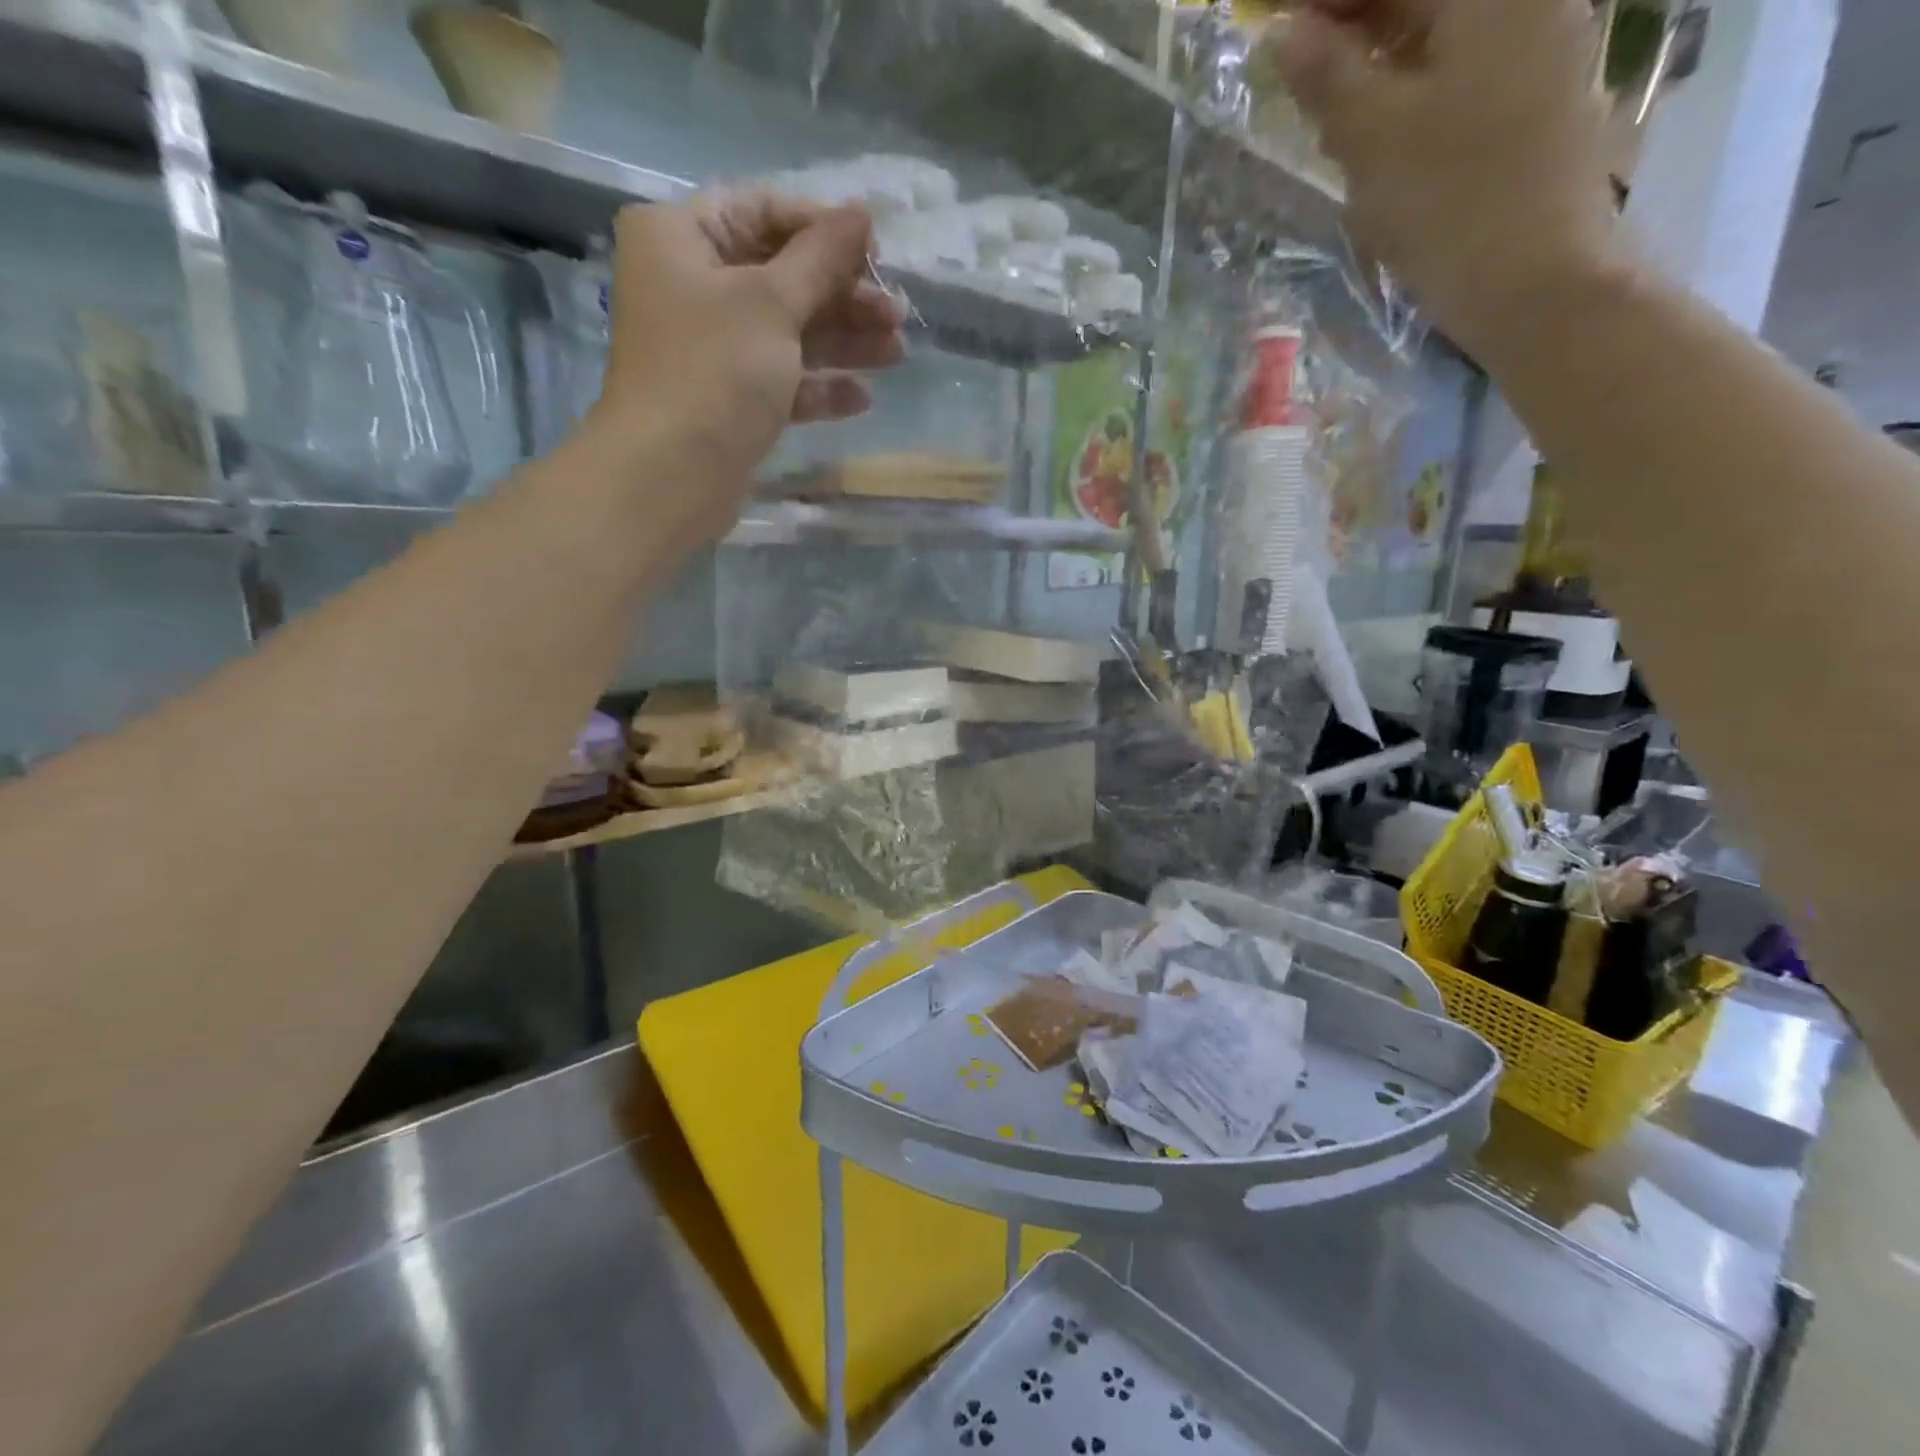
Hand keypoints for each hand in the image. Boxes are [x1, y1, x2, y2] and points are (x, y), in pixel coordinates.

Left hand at [588, 191, 906, 545]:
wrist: (673, 475)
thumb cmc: (715, 371)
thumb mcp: (773, 303)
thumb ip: (822, 257)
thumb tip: (863, 212)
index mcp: (681, 238)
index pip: (763, 212)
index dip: (823, 229)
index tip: (877, 255)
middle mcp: (691, 286)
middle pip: (782, 276)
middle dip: (843, 296)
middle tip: (898, 315)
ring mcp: (711, 348)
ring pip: (788, 332)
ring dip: (843, 342)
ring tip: (897, 354)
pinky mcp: (730, 400)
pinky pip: (782, 380)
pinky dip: (820, 387)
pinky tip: (863, 398)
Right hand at [1274, 0, 1622, 353]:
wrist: (1537, 282)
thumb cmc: (1450, 204)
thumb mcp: (1372, 140)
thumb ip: (1327, 78)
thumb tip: (1283, 33)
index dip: (1326, 2)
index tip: (1274, 24)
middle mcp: (1526, 1)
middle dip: (1352, 22)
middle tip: (1294, 61)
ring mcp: (1541, 48)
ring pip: (1441, 31)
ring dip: (1377, 55)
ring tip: (1324, 100)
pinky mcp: (1538, 100)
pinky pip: (1462, 67)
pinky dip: (1411, 84)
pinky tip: (1376, 125)